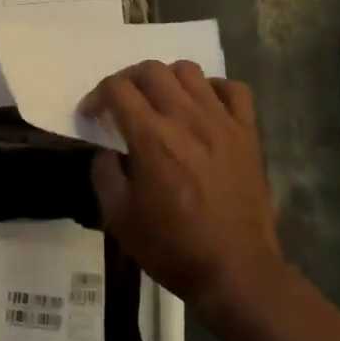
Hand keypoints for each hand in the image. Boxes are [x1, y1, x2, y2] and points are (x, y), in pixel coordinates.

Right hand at [84, 62, 284, 316]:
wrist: (235, 269)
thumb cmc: (172, 247)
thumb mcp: (119, 218)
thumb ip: (105, 175)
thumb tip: (107, 152)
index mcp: (152, 138)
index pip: (117, 89)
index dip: (96, 96)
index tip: (91, 116)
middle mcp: (187, 119)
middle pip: (152, 70)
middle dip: (127, 81)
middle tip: (120, 105)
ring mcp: (222, 122)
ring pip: (190, 71)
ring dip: (166, 80)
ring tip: (160, 103)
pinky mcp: (248, 133)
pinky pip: (233, 89)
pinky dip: (212, 89)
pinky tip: (203, 108)